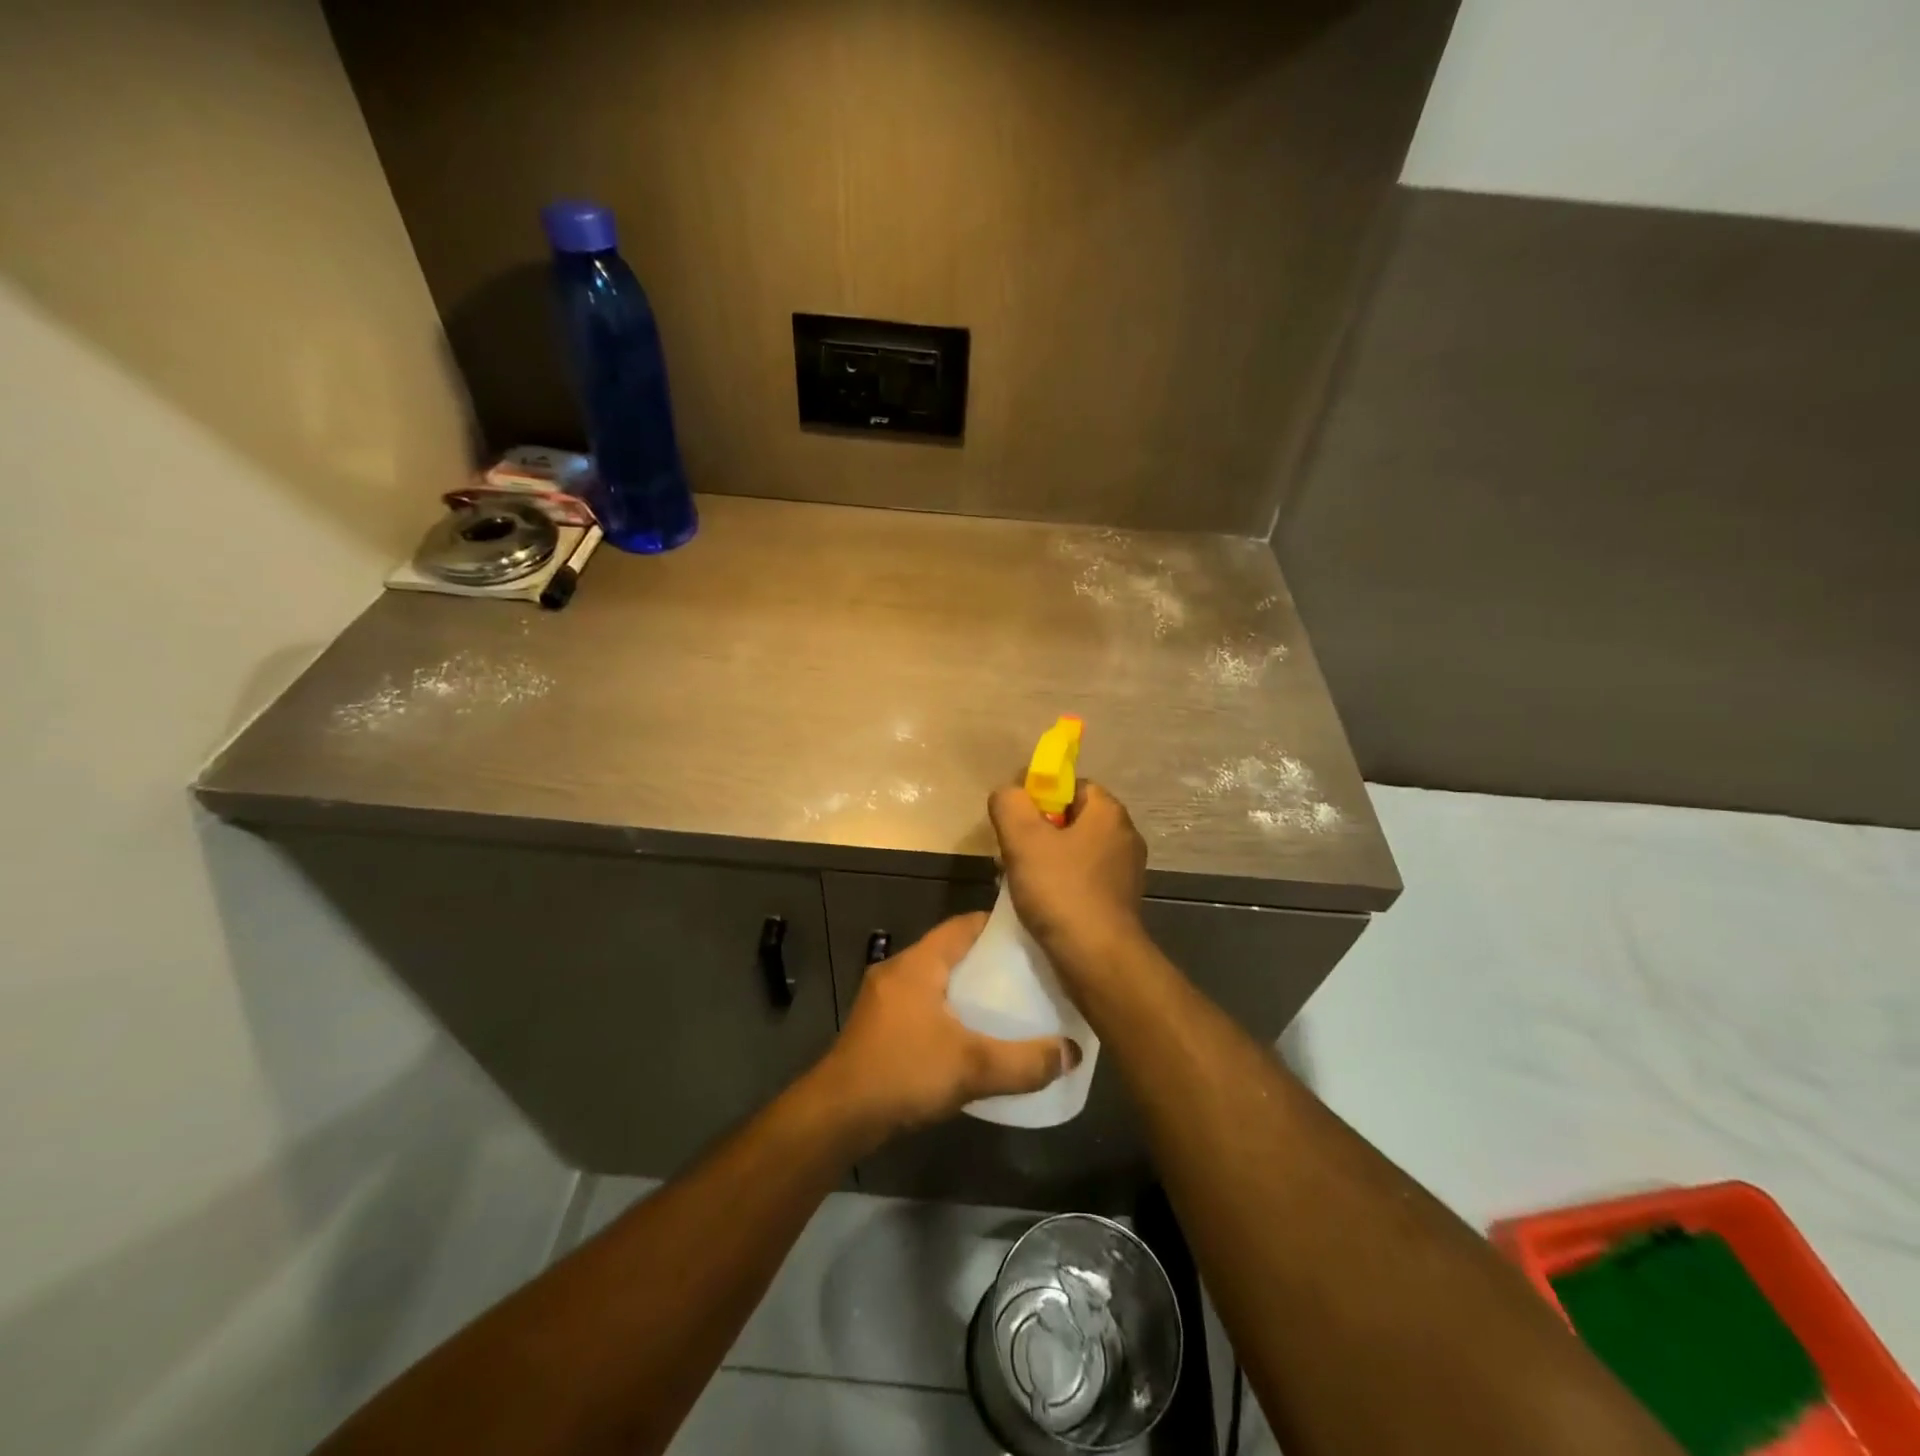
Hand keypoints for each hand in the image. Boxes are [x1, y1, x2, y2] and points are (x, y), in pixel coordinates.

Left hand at [811, 914, 1080, 1150]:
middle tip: (1030, 975)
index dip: (998, 927)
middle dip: (989, 962)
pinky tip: (970, 1037)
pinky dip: (948, 1011)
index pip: (963, 925)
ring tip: (1008, 1006)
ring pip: (936, 981)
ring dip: (967, 989)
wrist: (837, 1116)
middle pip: (951, 952)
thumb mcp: (972, 1067)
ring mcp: (883, 999)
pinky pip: (922, 1005)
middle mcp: (898, 970)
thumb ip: (1025, 1061)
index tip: (1033, 937)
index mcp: (918, 963)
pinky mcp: (878, 1027)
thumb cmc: (903, 1072)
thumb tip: (1072, 1053)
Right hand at [988, 781, 1147, 973]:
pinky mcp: (1120, 901)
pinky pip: (1083, 878)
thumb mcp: (1023, 839)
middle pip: (1072, 818)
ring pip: (1075, 850)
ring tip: (1019, 879)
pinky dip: (1061, 883)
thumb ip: (1009, 803)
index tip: (1014, 818)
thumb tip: (1008, 793)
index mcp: (1109, 812)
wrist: (1097, 958)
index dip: (1039, 795)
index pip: (1071, 785)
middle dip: (1038, 830)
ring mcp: (1125, 871)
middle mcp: (1124, 835)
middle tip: (1011, 850)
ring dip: (1046, 859)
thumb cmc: (1061, 891)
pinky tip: (1040, 902)